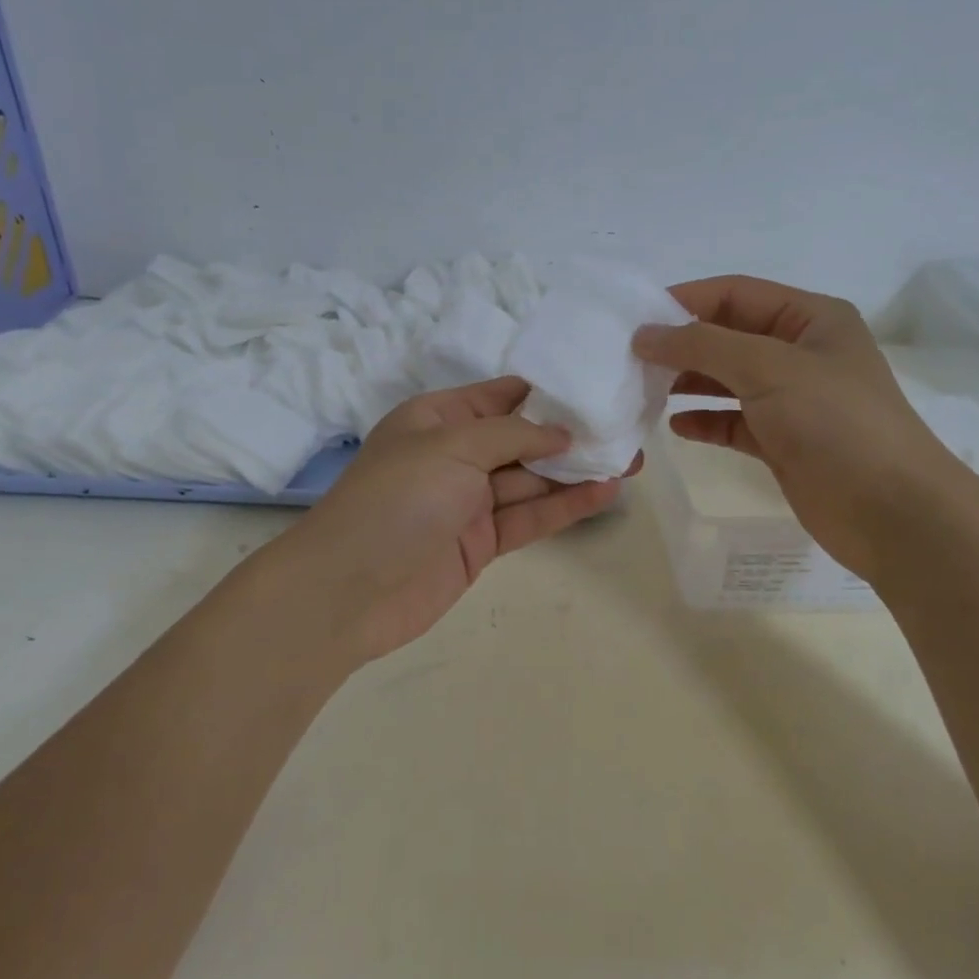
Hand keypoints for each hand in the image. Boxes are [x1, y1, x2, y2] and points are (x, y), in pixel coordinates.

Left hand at [269, 377, 622, 666]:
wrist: (348, 590)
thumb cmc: (397, 498)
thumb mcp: (453, 446)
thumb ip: (512, 435)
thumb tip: (561, 433)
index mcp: (437, 419)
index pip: (499, 396)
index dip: (545, 393)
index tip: (594, 388)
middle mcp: (455, 456)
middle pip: (522, 440)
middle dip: (570, 436)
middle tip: (625, 430)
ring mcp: (468, 502)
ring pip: (531, 480)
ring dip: (576, 472)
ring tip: (630, 461)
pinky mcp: (481, 543)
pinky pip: (529, 517)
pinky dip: (564, 506)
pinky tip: (604, 494)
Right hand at [634, 275, 955, 576]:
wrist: (891, 512)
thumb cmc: (835, 423)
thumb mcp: (768, 368)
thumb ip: (702, 345)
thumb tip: (645, 334)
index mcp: (811, 319)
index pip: (736, 294)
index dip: (686, 301)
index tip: (636, 319)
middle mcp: (801, 353)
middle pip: (729, 336)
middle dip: (683, 345)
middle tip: (632, 359)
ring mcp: (793, 399)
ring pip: (728, 380)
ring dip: (689, 382)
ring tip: (645, 391)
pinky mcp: (783, 441)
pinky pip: (734, 421)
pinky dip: (706, 420)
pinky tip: (677, 426)